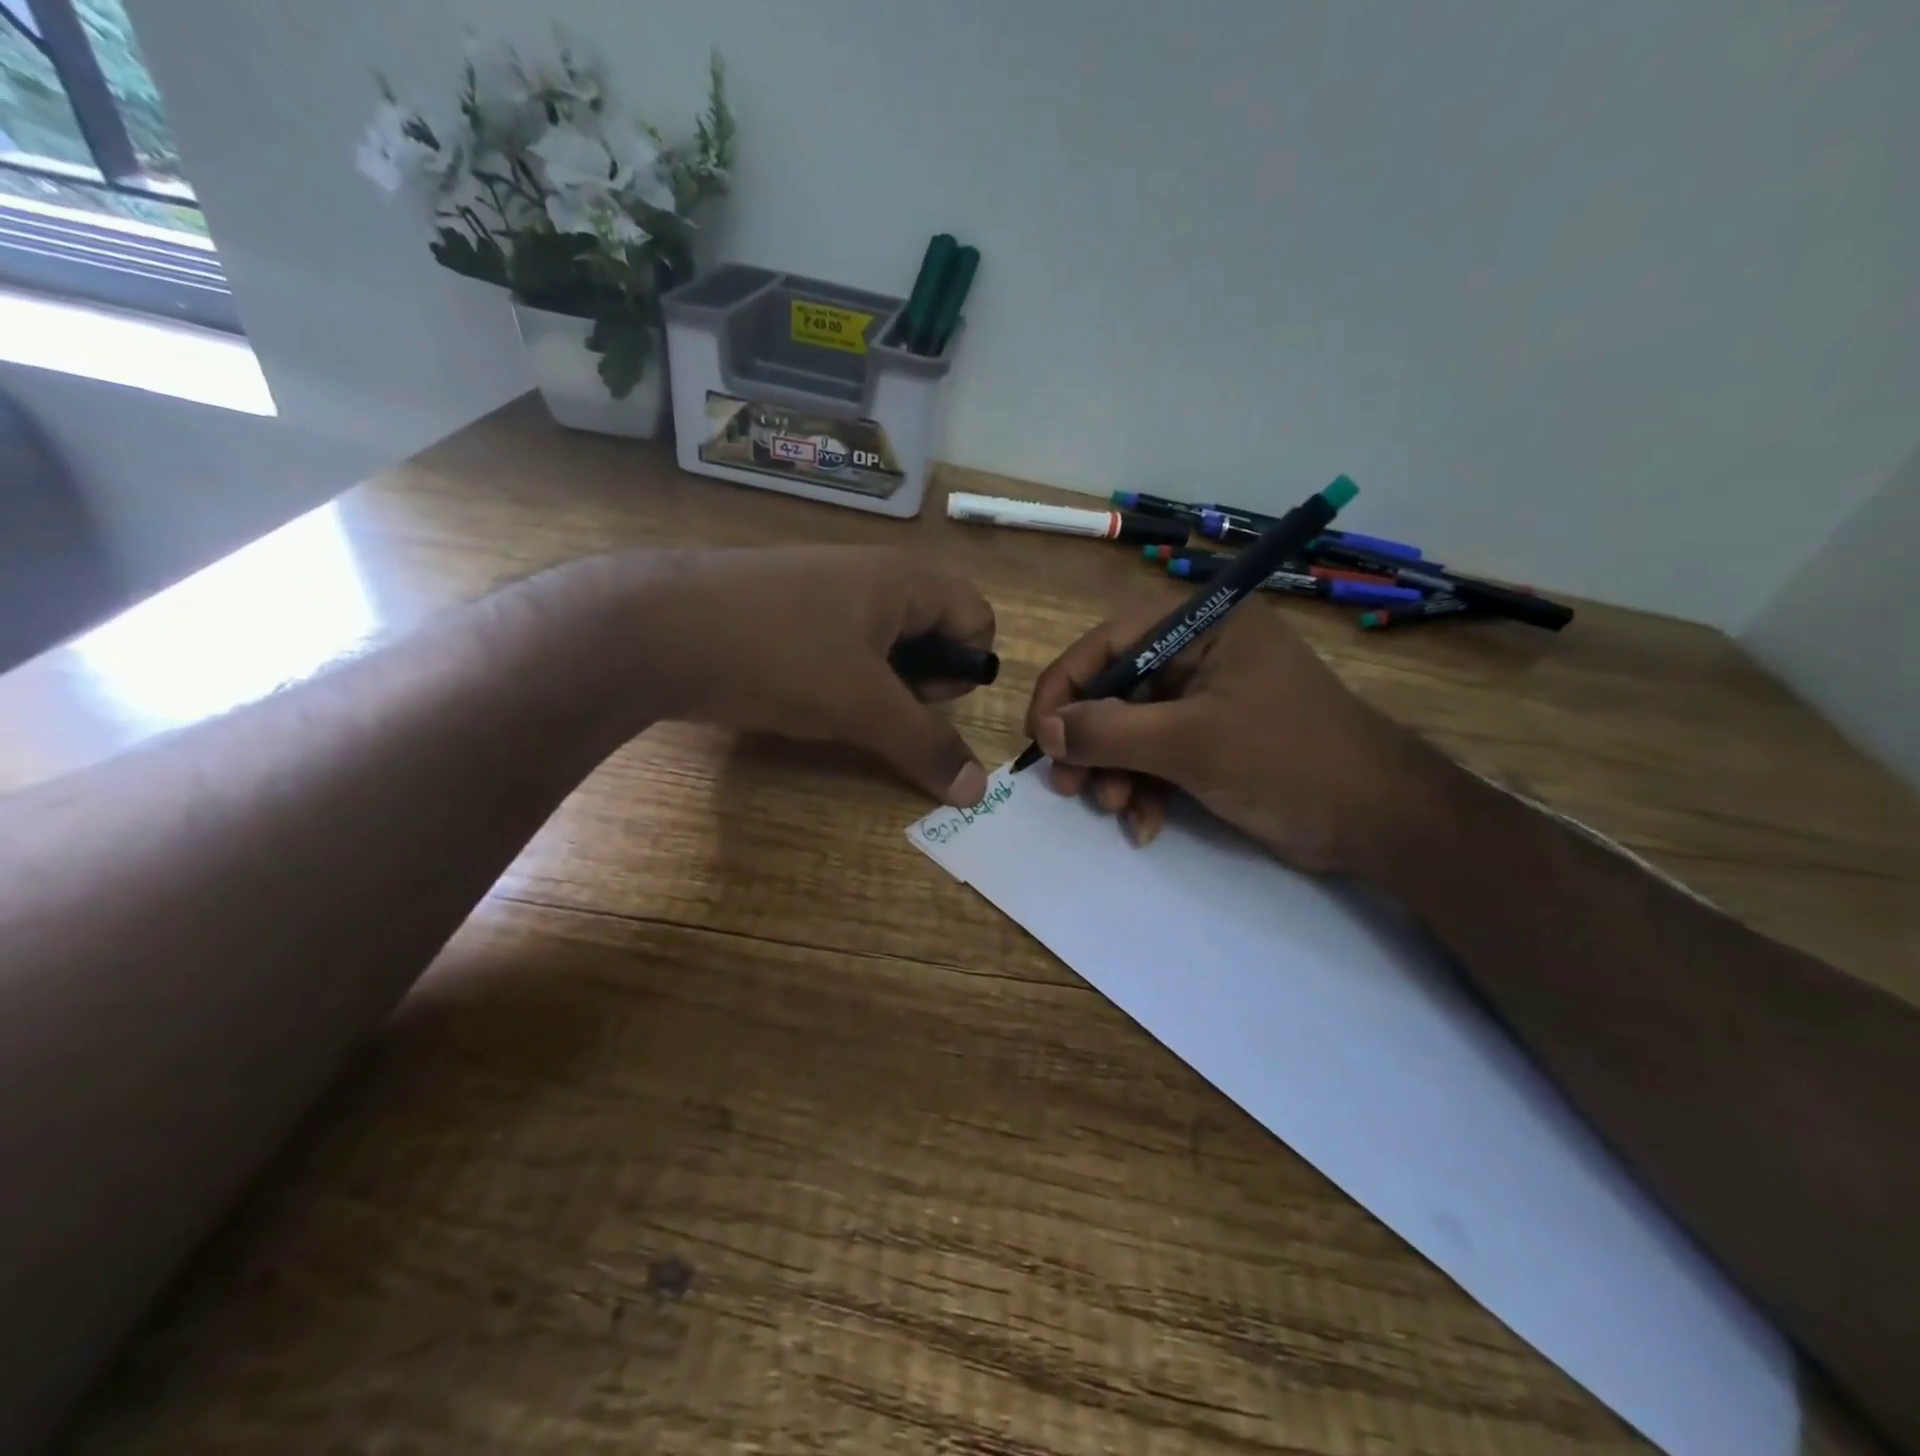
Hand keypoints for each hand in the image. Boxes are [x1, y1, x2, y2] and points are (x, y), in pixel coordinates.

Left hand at [625, 547, 994, 806]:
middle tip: (881, 708)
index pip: (977, 616)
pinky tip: (800, 697)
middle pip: (933, 630)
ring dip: (879, 686)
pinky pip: (837, 646)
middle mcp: (869, 576)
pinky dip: (837, 677)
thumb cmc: (779, 655)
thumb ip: (925, 745)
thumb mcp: (862, 705)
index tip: (923, 699)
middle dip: (922, 680)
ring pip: (882, 644)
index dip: (965, 666)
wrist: (652, 629)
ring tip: (838, 709)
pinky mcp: (782, 613)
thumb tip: (977, 791)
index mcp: (903, 579)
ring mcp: (821, 591)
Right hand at [1024, 601, 1448, 871]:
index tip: (1038, 736)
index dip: (1065, 687)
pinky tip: (1144, 824)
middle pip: (1116, 689)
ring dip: (1115, 773)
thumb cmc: (1287, 761)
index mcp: (1203, 625)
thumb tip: (1046, 730)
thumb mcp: (1190, 743)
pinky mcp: (1215, 739)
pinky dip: (1145, 789)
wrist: (1379, 822)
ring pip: (1132, 729)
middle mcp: (1202, 653)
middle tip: (1069, 785)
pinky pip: (1159, 755)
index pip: (1109, 642)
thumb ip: (1110, 732)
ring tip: (1116, 808)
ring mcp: (1209, 699)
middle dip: (1092, 742)